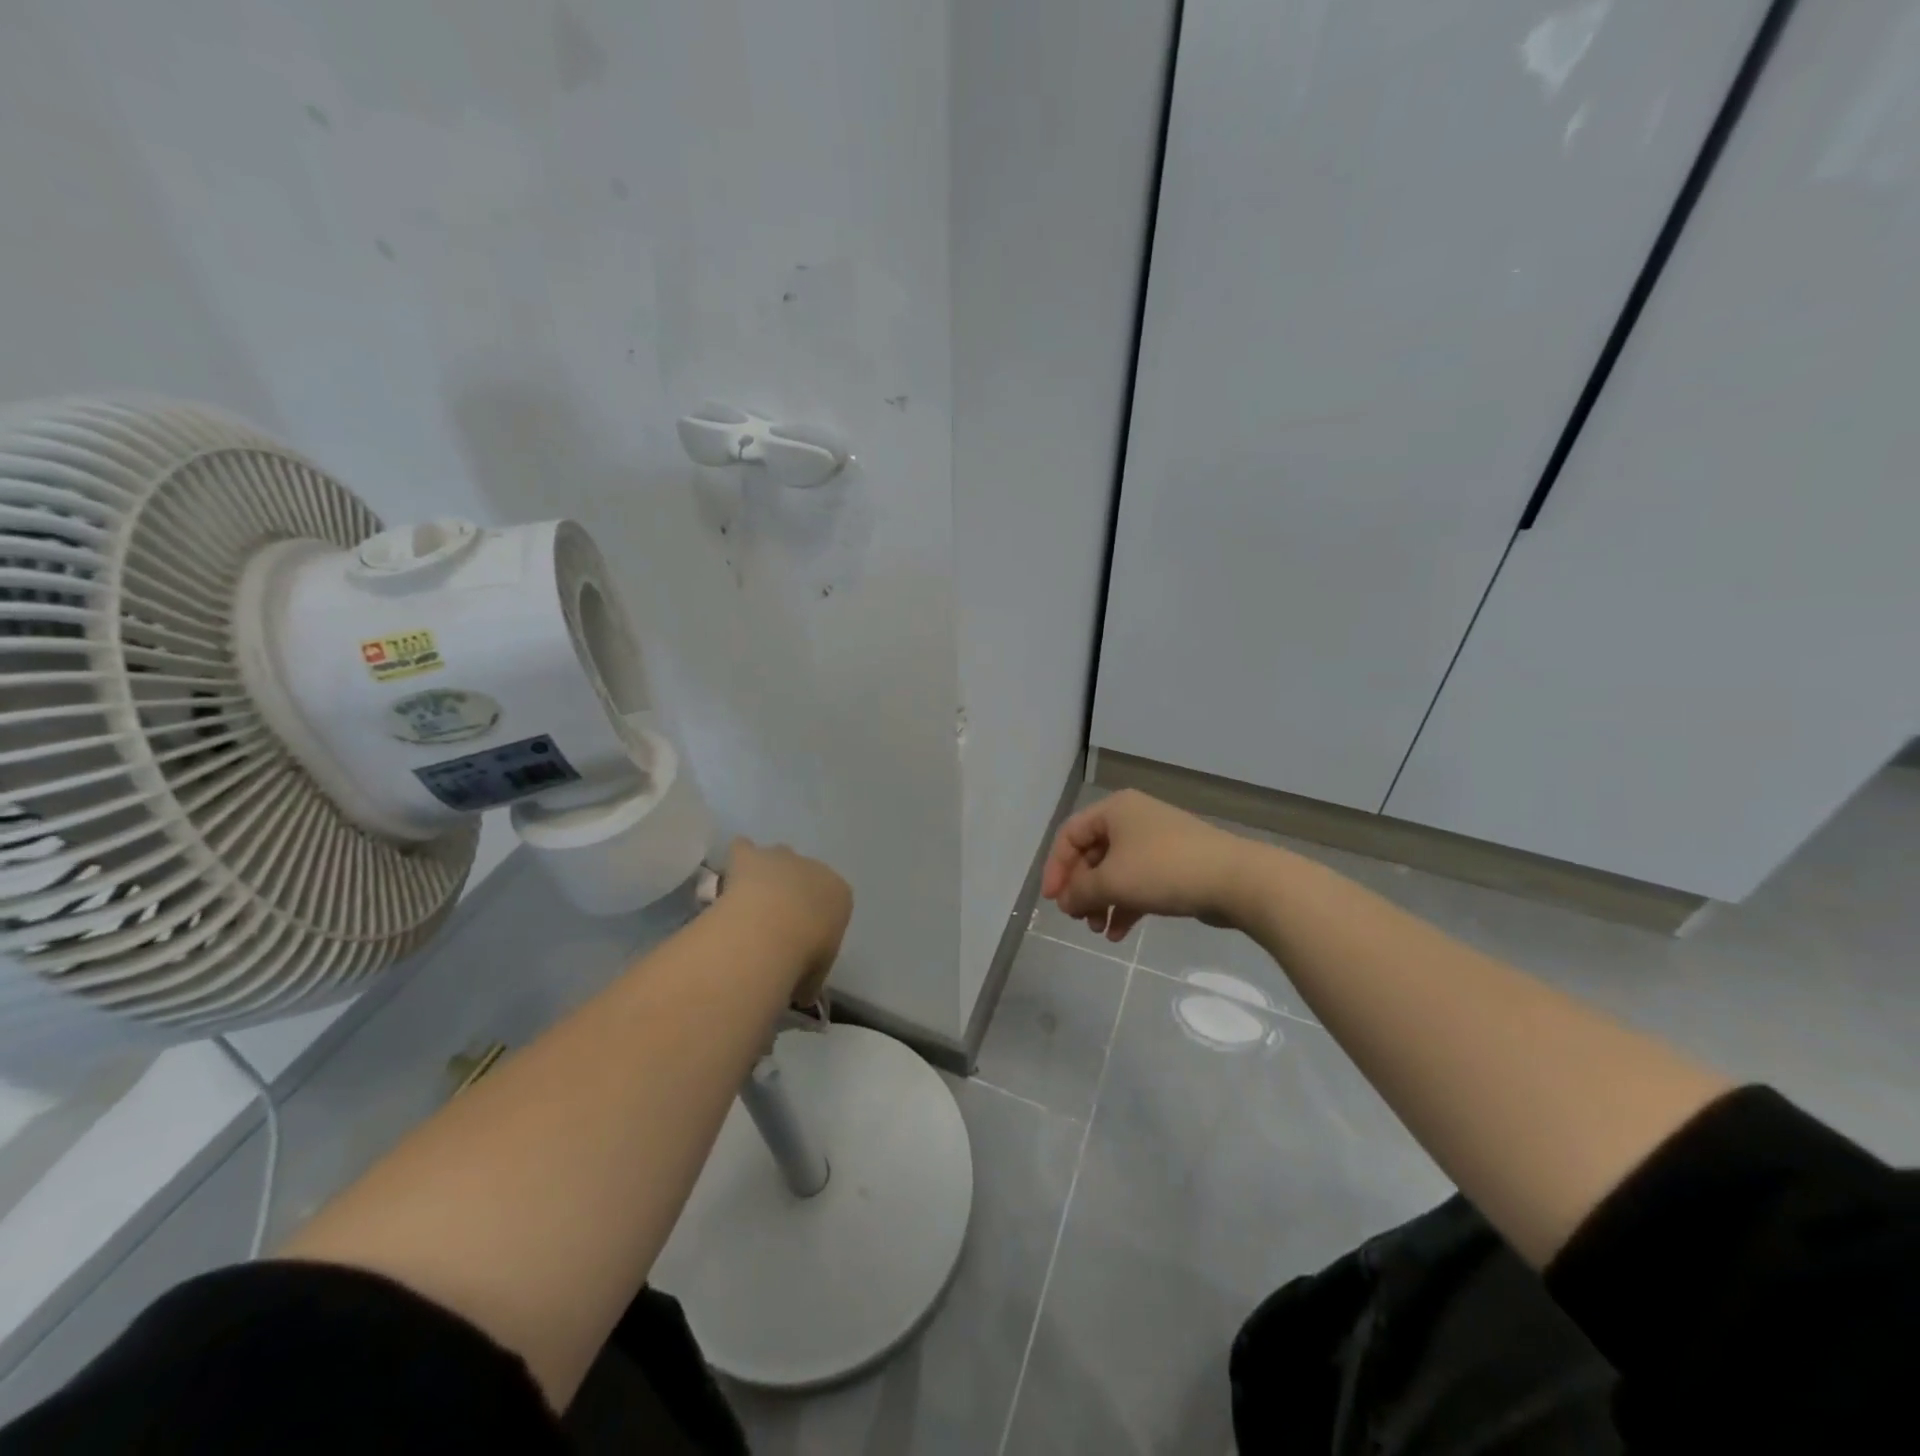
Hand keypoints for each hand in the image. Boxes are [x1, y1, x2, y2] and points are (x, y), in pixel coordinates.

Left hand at [720, 838, 852, 1002]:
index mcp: (839, 894)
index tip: (800, 938)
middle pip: (804, 873)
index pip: (831, 900)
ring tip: (749, 898)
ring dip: (766, 872)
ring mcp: (782, 858)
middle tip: (774, 918)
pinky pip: (743, 849)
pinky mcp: (750, 856)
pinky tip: (725, 876)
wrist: (773, 928)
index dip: (815, 917)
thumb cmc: (804, 954)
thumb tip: (800, 993)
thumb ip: (809, 978)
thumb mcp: (815, 975)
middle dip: (792, 888)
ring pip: (776, 856)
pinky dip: (736, 859)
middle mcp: (814, 868)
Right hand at [1040, 790, 1253, 941]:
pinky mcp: (1175, 866)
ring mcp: (1156, 842)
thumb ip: (1080, 891)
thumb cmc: (1163, 870)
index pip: (1070, 834)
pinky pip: (1139, 883)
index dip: (1056, 867)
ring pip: (1116, 871)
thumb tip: (1066, 901)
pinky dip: (1125, 906)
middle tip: (1077, 917)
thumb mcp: (1112, 881)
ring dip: (1102, 901)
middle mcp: (1133, 819)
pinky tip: (1118, 934)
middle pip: (1092, 854)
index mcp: (1115, 810)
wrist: (1235, 880)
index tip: (1052, 899)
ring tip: (1098, 930)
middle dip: (1082, 889)